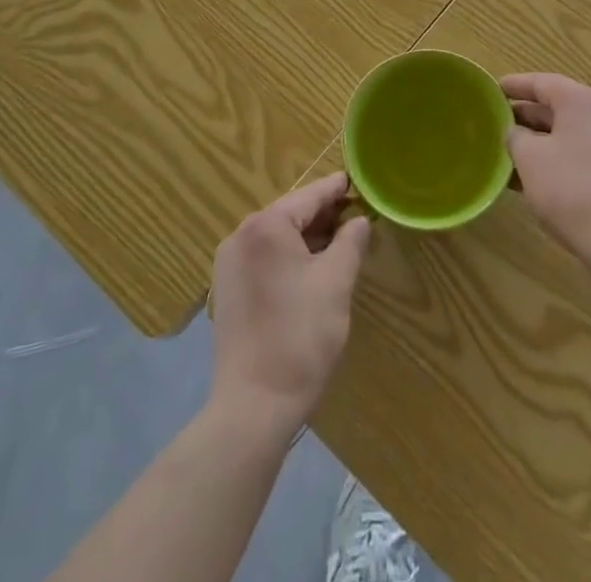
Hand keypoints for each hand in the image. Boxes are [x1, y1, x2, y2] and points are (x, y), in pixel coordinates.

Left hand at [208, 172, 369, 440]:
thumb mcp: (336, 283)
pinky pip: (265, 257)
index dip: (339, 189)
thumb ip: (350, 242)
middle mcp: (241, 235)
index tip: (361, 182)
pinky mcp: (229, 289)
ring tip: (342, 241)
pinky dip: (290, 256)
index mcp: (266, 226)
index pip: (310, 195)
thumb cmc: (300, 337)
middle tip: (359, 215)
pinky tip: (314, 268)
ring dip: (309, 237)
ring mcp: (230, 263)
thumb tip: (359, 221)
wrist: (253, 408)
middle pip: (291, 213)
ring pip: (278, 237)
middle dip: (325, 215)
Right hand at [505, 73, 590, 268]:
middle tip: (499, 124)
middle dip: (527, 116)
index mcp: (582, 101)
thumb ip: (516, 137)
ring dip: (541, 142)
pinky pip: (583, 155)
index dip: (515, 85)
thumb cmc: (570, 188)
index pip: (542, 82)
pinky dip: (558, 159)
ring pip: (570, 134)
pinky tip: (537, 180)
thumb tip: (516, 133)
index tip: (493, 90)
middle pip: (558, 107)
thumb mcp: (529, 158)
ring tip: (512, 155)